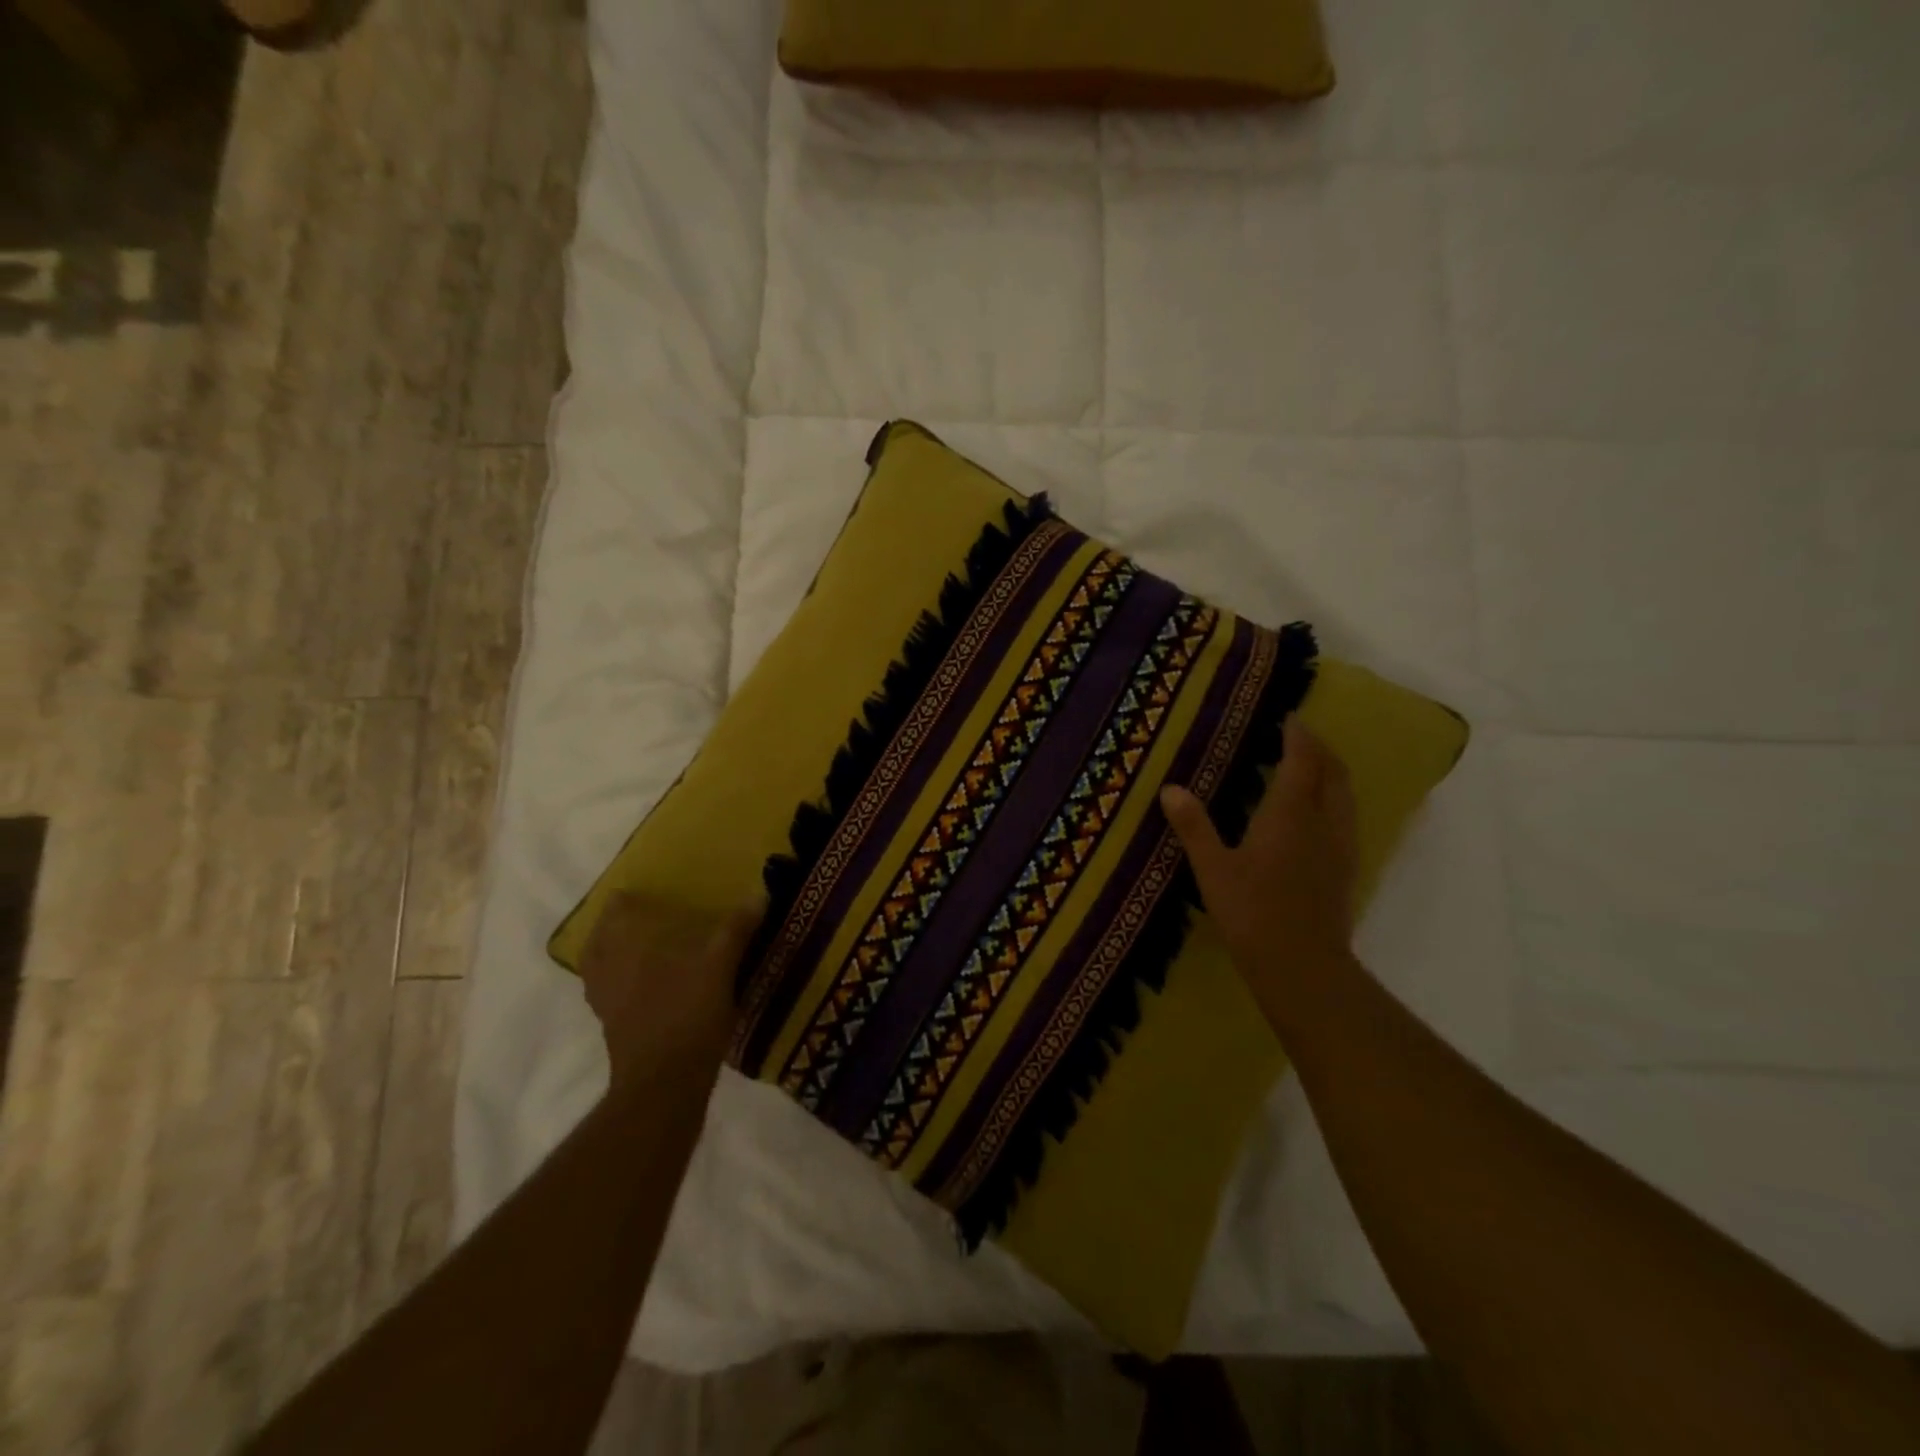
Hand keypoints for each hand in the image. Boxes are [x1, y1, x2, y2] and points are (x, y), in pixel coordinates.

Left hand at [577, 892, 760, 1092]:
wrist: (664, 1084)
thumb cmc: (688, 1015)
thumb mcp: (720, 967)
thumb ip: (736, 930)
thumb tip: (758, 894)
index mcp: (628, 948)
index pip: (616, 912)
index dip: (623, 900)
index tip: (636, 891)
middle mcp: (609, 970)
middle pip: (598, 941)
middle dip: (612, 928)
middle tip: (635, 918)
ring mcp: (606, 1003)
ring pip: (598, 970)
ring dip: (609, 956)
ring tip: (634, 950)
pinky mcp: (613, 1030)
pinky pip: (608, 996)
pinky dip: (618, 985)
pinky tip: (643, 989)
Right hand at [1160, 717, 1358, 989]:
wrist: (1303, 967)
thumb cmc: (1252, 912)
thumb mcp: (1212, 869)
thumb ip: (1193, 827)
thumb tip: (1170, 789)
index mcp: (1291, 814)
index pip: (1303, 761)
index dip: (1299, 736)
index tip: (1289, 718)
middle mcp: (1324, 822)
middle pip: (1334, 772)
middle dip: (1320, 749)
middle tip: (1299, 737)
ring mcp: (1341, 847)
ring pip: (1345, 795)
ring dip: (1331, 773)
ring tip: (1309, 768)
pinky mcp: (1346, 870)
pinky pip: (1346, 818)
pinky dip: (1334, 800)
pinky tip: (1315, 816)